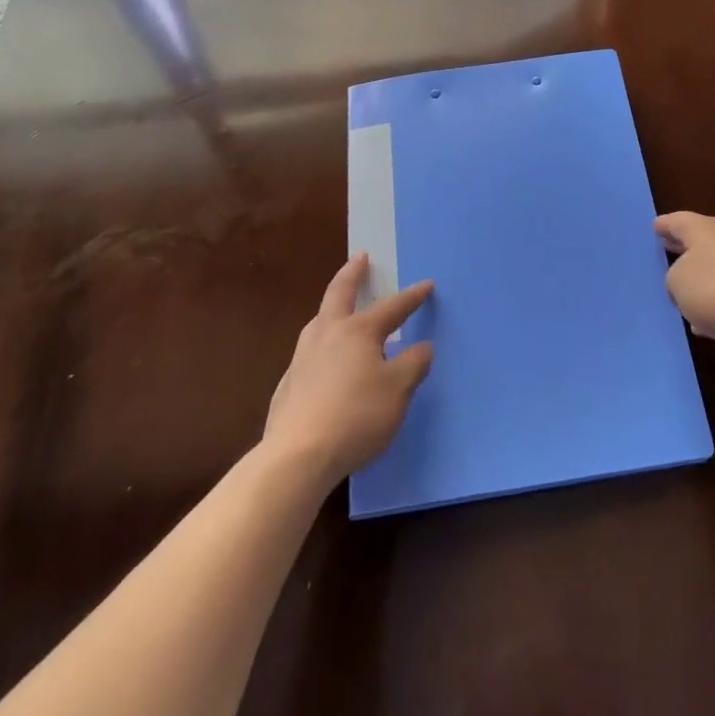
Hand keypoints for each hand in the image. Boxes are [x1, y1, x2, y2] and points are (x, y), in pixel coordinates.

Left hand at [264, 255, 434, 490]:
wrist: (297, 457)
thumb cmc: (356, 417)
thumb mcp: (398, 391)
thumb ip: (413, 364)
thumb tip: (423, 346)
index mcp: (358, 331)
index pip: (391, 307)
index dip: (411, 297)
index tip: (426, 284)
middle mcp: (327, 335)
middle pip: (339, 294)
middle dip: (352, 273)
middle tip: (360, 257)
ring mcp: (302, 359)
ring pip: (318, 322)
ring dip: (332, 309)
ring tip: (338, 308)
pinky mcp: (288, 387)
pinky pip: (308, 354)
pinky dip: (320, 347)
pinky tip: (322, 364)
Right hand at [657, 212, 714, 352]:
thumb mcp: (677, 284)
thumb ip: (674, 278)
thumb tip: (685, 281)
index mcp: (703, 229)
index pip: (677, 221)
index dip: (663, 226)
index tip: (654, 228)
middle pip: (699, 239)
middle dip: (682, 247)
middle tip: (666, 251)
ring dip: (701, 276)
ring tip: (684, 291)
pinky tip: (707, 321)